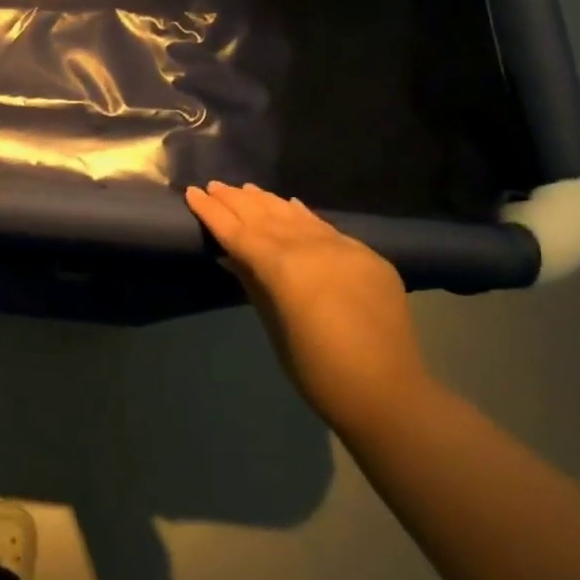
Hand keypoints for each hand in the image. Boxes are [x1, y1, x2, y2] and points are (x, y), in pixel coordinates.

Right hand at [185, 182, 426, 434]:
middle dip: (236, 201)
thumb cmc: (317, 370)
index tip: (192, 192)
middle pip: (266, 218)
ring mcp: (343, 248)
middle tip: (213, 185)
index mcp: (283, 267)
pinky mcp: (368, 256)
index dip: (213, 212)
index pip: (239, 232)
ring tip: (244, 189)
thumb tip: (232, 256)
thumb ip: (253, 283)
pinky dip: (303, 216)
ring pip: (296, 217)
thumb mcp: (274, 326)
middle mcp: (312, 247)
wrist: (388, 394)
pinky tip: (289, 204)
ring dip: (267, 202)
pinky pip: (326, 228)